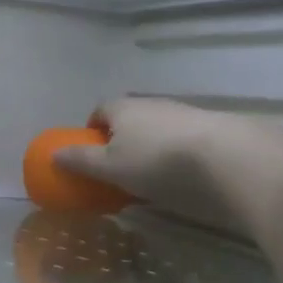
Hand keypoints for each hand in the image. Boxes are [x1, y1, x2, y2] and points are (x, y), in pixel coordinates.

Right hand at [53, 97, 247, 234]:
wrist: (228, 159)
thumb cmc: (156, 161)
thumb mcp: (110, 168)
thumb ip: (81, 161)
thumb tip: (54, 154)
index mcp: (122, 108)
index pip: (100, 109)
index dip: (92, 129)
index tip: (92, 152)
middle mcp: (152, 104)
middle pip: (130, 119)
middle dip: (122, 140)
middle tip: (120, 169)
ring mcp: (185, 113)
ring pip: (159, 129)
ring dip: (152, 148)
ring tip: (153, 178)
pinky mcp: (213, 129)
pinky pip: (185, 140)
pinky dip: (179, 155)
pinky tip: (184, 178)